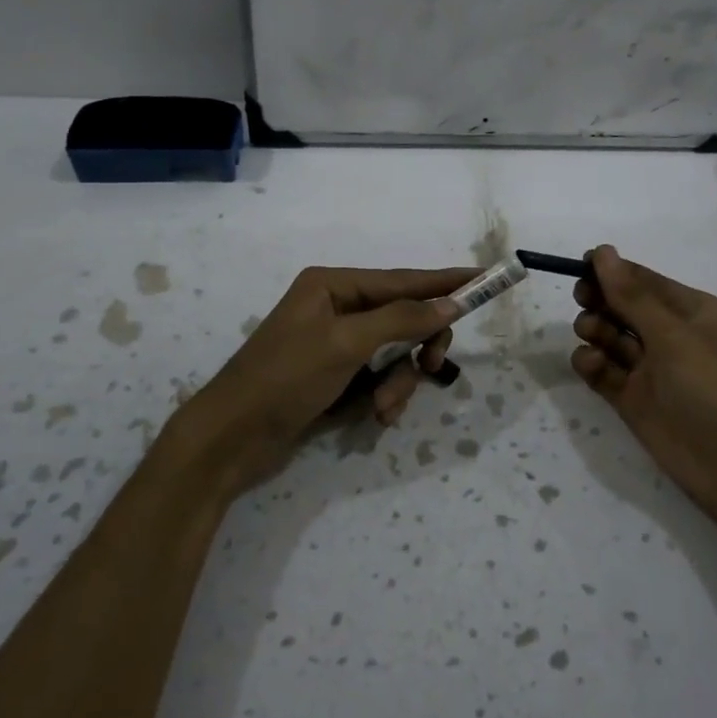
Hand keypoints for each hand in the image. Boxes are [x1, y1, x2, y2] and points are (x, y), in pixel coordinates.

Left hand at [177, 265, 475, 493]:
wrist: (231, 439)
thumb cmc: (285, 378)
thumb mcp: (346, 343)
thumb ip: (401, 319)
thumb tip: (449, 304)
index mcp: (333, 285)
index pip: (403, 279)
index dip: (445, 281)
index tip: (485, 278)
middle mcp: (337, 308)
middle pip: (403, 317)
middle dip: (418, 345)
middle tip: (434, 367)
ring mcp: (336, 344)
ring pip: (395, 353)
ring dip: (399, 381)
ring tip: (384, 407)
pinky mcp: (335, 377)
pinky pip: (378, 377)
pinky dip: (384, 396)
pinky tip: (376, 417)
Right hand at [571, 245, 716, 523]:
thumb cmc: (714, 388)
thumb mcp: (674, 335)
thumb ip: (632, 296)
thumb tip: (603, 252)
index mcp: (692, 312)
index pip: (644, 281)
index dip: (612, 272)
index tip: (577, 266)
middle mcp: (671, 337)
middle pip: (623, 307)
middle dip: (601, 300)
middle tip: (583, 301)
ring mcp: (651, 370)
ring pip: (610, 338)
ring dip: (595, 330)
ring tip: (592, 335)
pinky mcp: (633, 400)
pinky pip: (604, 372)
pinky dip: (592, 364)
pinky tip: (591, 365)